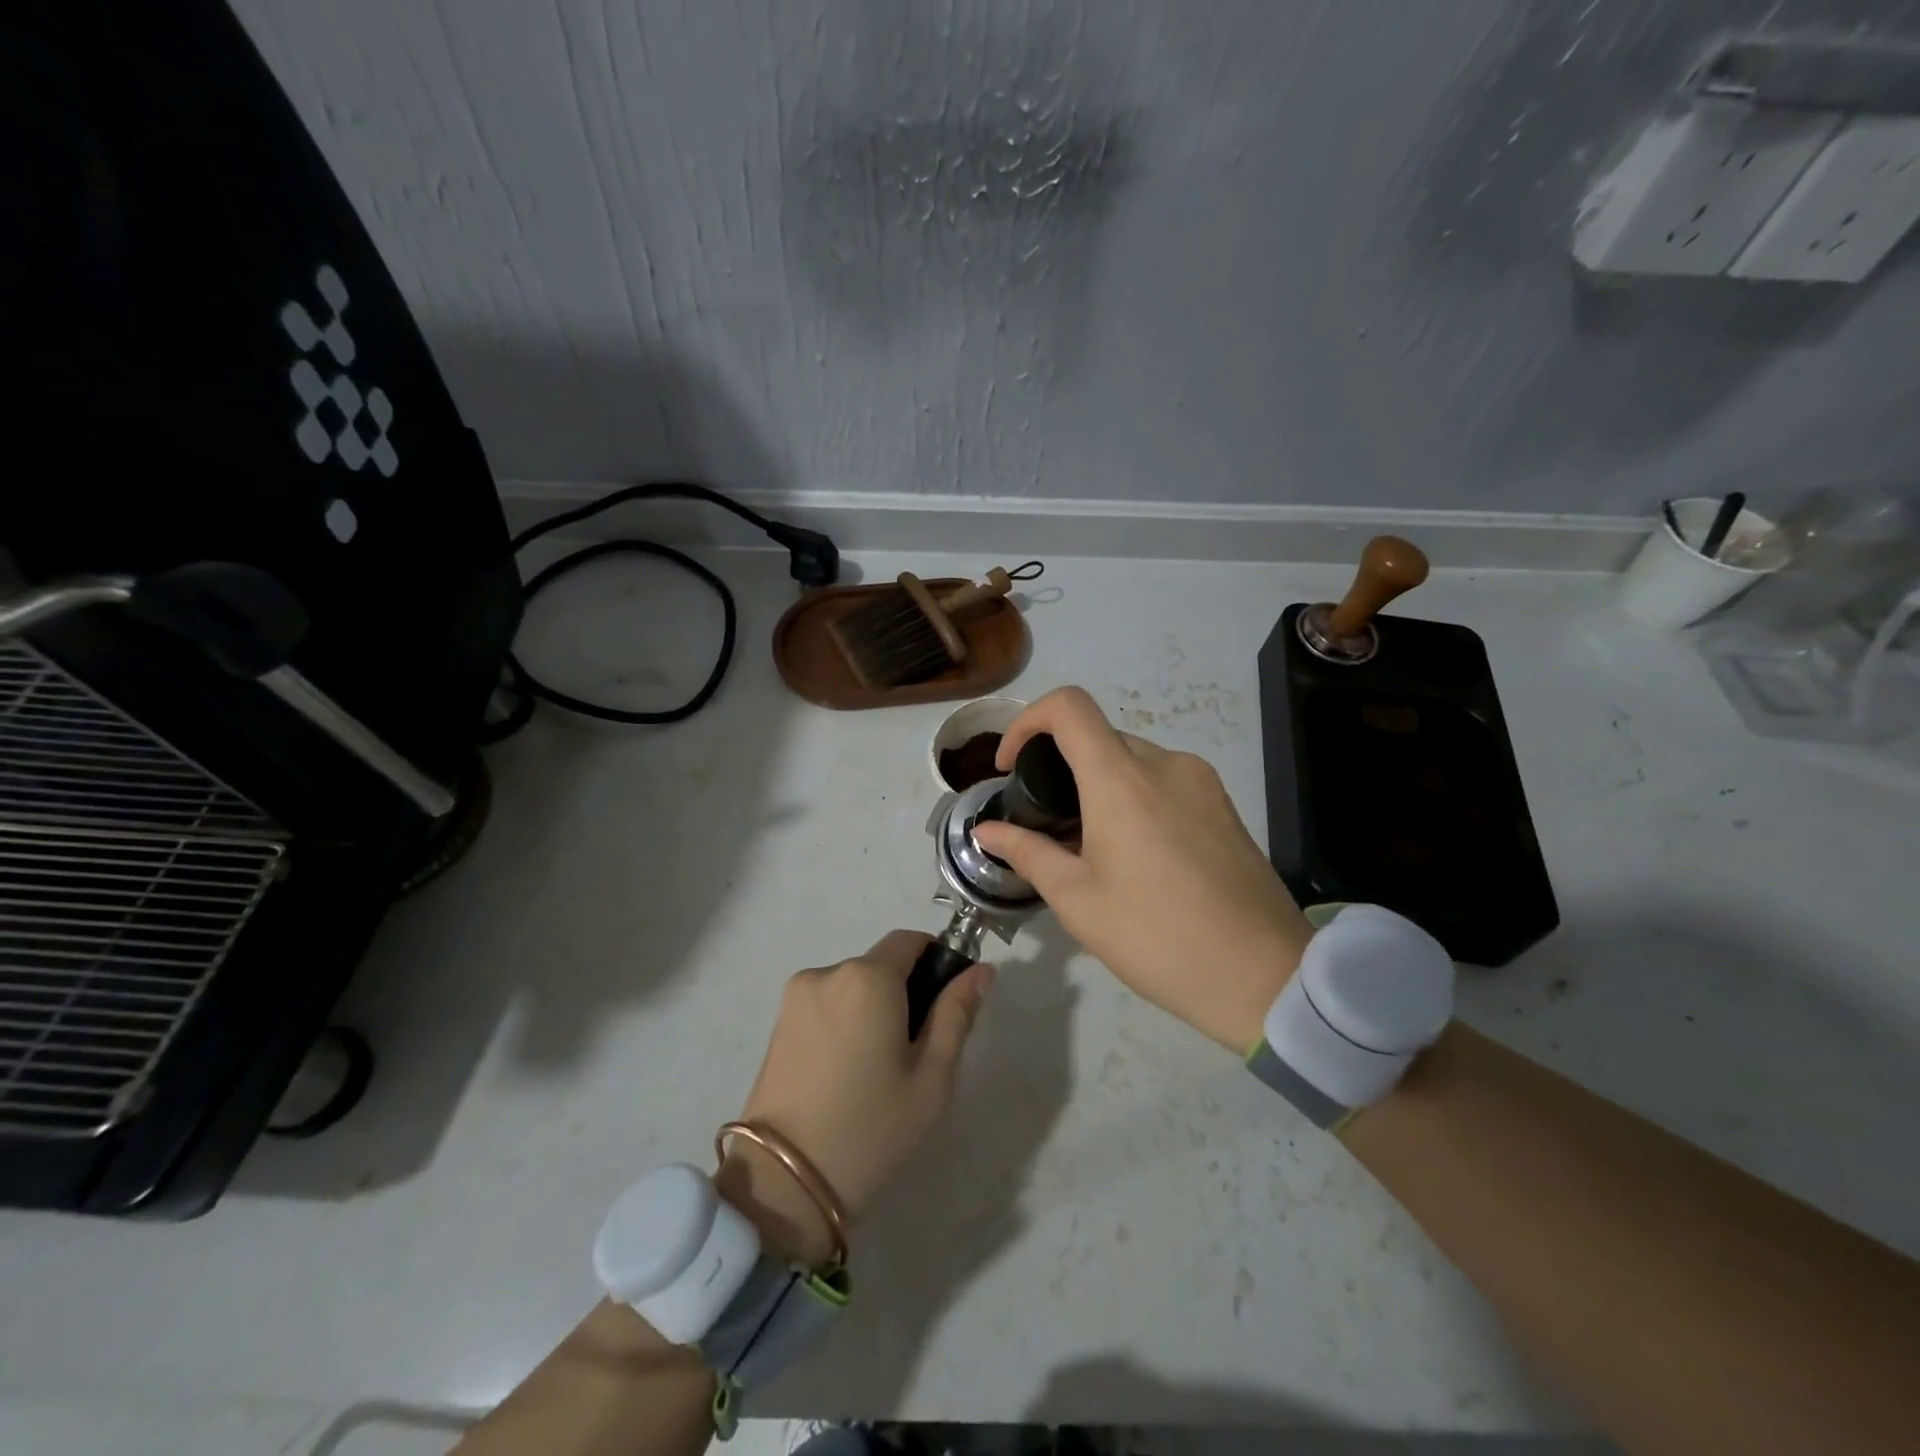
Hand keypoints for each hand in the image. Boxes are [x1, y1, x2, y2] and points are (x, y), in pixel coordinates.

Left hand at [719, 930, 992, 1263]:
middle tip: (914, 1052)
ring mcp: (797, 996)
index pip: (910, 940)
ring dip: (872, 1008)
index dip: (936, 960)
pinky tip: (846, 1071)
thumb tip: (981, 970)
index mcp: (868, 977)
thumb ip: (957, 1014)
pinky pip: (827, 1003)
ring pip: (854, 985)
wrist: (783, 1183)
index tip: (946, 1003)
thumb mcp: (932, 1077)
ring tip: (876, 1069)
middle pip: (881, 964)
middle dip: (904, 992)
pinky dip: (845, 1021)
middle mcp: (828, 972)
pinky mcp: (778, 1022)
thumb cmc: (871, 1128)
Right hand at [970, 687, 1312, 1053]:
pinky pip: (1165, 781)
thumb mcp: (1077, 900)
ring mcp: (1201, 781)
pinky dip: (1135, 797)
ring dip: (1099, 785)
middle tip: (1048, 826)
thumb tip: (987, 830)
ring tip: (1091, 846)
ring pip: (1132, 760)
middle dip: (1061, 767)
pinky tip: (1137, 854)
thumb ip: (1027, 852)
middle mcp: (1165, 763)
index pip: (1068, 706)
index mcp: (1121, 779)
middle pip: (1098, 736)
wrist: (1263, 976)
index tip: (1011, 767)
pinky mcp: (1223, 804)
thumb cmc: (1156, 937)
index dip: (1026, 722)